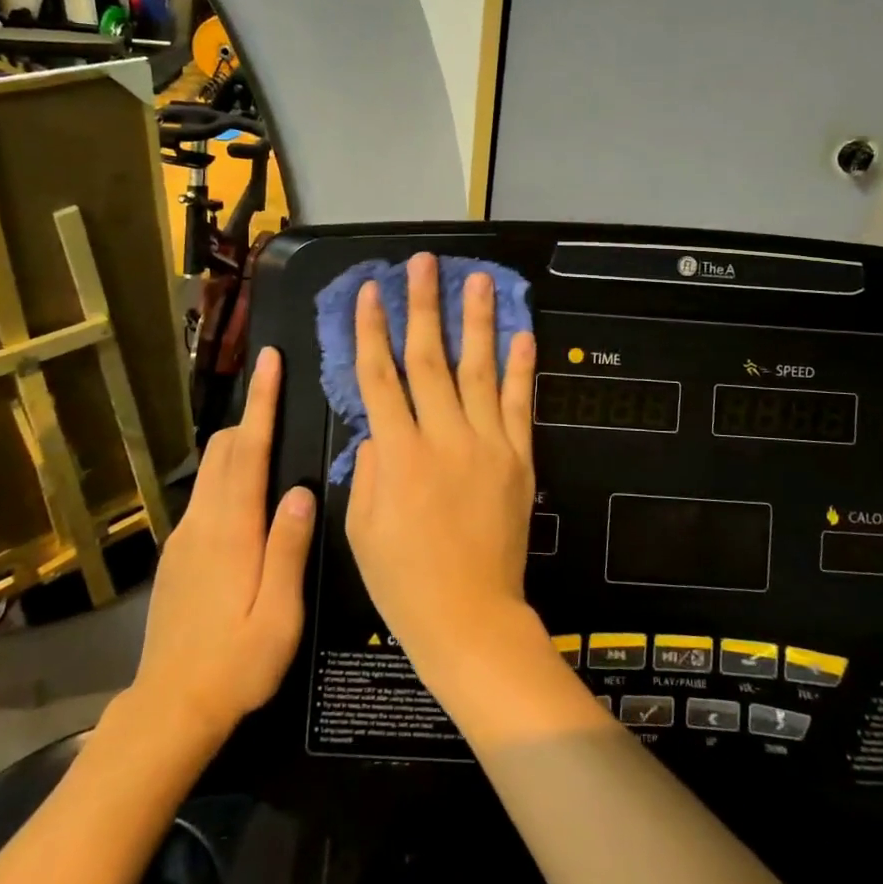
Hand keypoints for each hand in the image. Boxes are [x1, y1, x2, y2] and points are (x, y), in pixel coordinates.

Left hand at [126, 348, 314, 760]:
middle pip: (223, 449)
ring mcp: (184, 538)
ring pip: (212, 470)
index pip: (248, 449)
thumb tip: (302, 489)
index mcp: (232, 530)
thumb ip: (289, 547)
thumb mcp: (280, 614)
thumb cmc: (236, 664)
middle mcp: (203, 522)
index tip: (269, 360)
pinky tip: (249, 496)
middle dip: (249, 415)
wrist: (168, 711)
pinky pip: (205, 496)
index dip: (260, 402)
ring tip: (271, 439)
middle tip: (281, 397)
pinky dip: (228, 475)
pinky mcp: (177, 555)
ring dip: (239, 444)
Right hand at [346, 253, 539, 686]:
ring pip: (478, 369)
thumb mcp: (360, 528)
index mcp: (397, 454)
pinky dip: (520, 367)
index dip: (372, 330)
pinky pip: (519, 405)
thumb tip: (377, 430)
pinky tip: (522, 333)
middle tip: (423, 264)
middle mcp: (443, 437)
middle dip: (423, 306)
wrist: (470, 619)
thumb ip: (365, 469)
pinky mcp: (518, 459)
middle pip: (429, 358)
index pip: (379, 376)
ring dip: (476, 320)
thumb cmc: (404, 581)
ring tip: (476, 279)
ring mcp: (487, 445)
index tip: (371, 291)